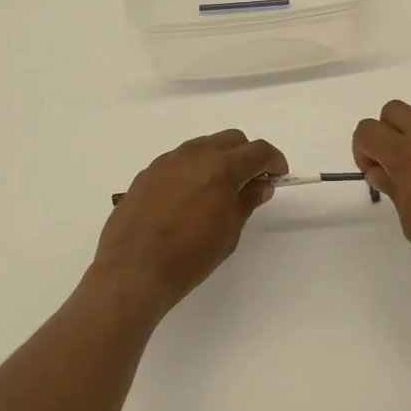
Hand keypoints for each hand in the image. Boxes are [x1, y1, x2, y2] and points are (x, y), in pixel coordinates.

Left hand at [94, 129, 287, 312]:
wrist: (132, 270)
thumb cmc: (189, 257)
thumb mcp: (228, 233)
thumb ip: (246, 201)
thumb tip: (260, 185)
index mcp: (221, 168)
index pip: (258, 150)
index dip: (274, 161)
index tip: (278, 176)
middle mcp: (195, 154)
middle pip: (232, 140)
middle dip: (247, 155)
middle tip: (251, 182)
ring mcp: (168, 160)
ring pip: (204, 146)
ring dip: (219, 159)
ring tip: (219, 189)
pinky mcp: (148, 172)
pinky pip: (180, 160)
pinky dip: (194, 169)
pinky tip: (190, 197)